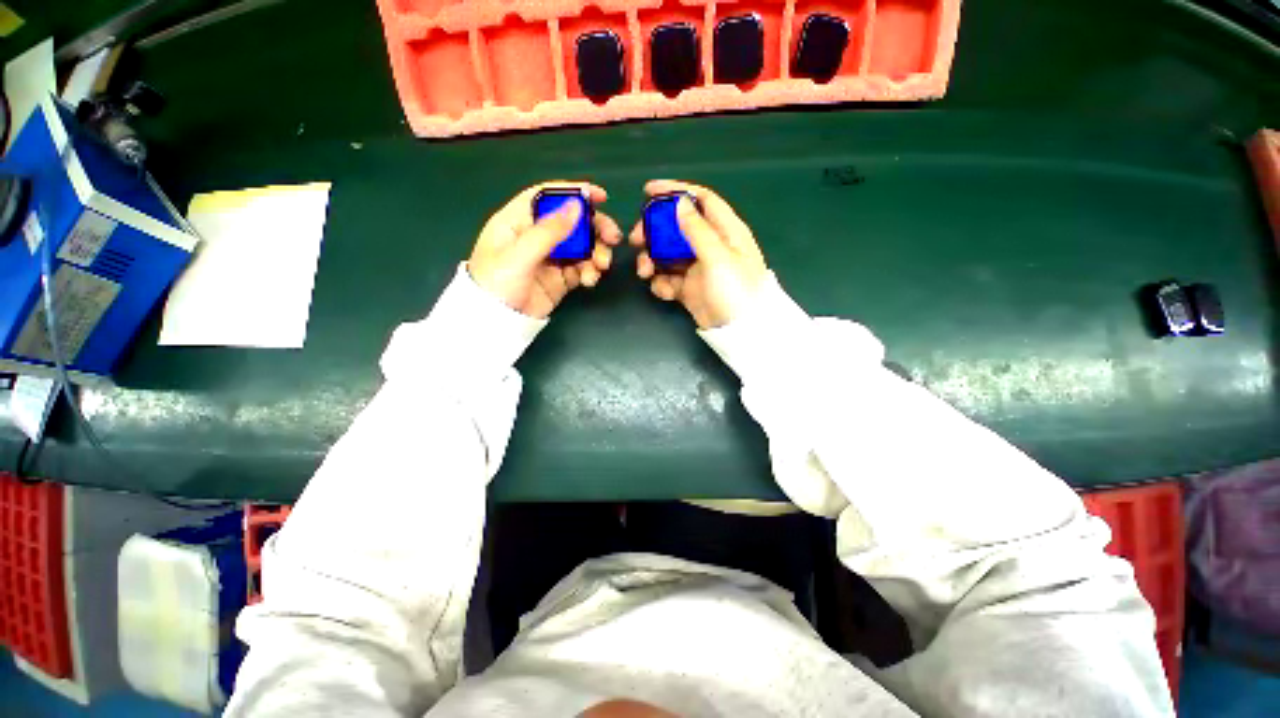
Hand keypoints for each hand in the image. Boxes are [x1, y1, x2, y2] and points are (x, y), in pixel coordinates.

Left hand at [469, 182, 622, 318]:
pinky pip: (581, 269)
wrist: (496, 324)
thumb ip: (548, 231)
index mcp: (518, 221)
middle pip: (571, 222)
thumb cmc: (497, 283)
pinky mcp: (559, 278)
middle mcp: (535, 236)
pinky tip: (590, 280)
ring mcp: (549, 258)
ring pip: (580, 247)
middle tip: (613, 238)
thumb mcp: (519, 255)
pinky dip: (590, 271)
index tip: (600, 197)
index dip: (573, 192)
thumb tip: (577, 206)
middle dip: (594, 228)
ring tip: (601, 266)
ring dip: (596, 253)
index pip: (547, 197)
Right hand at [632, 180, 768, 328]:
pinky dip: (661, 283)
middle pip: (677, 227)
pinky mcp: (689, 288)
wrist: (738, 332)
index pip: (701, 200)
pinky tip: (662, 291)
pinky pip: (669, 279)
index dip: (676, 191)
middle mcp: (711, 245)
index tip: (649, 191)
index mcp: (725, 231)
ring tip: (644, 271)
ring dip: (652, 260)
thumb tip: (680, 203)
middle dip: (654, 231)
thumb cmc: (734, 289)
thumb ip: (697, 230)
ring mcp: (698, 268)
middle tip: (636, 239)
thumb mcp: (718, 256)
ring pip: (668, 254)